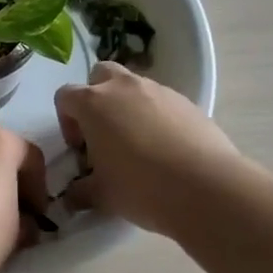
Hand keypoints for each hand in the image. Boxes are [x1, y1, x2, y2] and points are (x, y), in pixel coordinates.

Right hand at [55, 61, 246, 235]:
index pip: (65, 96)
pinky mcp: (187, 102)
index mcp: (94, 103)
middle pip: (100, 75)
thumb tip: (71, 197)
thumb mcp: (102, 196)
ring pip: (134, 87)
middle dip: (97, 98)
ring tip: (139, 145)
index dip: (67, 121)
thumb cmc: (141, 187)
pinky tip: (166, 149)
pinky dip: (157, 117)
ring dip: (128, 107)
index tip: (80, 148)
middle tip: (104, 133)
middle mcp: (123, 87)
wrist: (206, 188)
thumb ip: (80, 192)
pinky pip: (162, 102)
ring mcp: (159, 91)